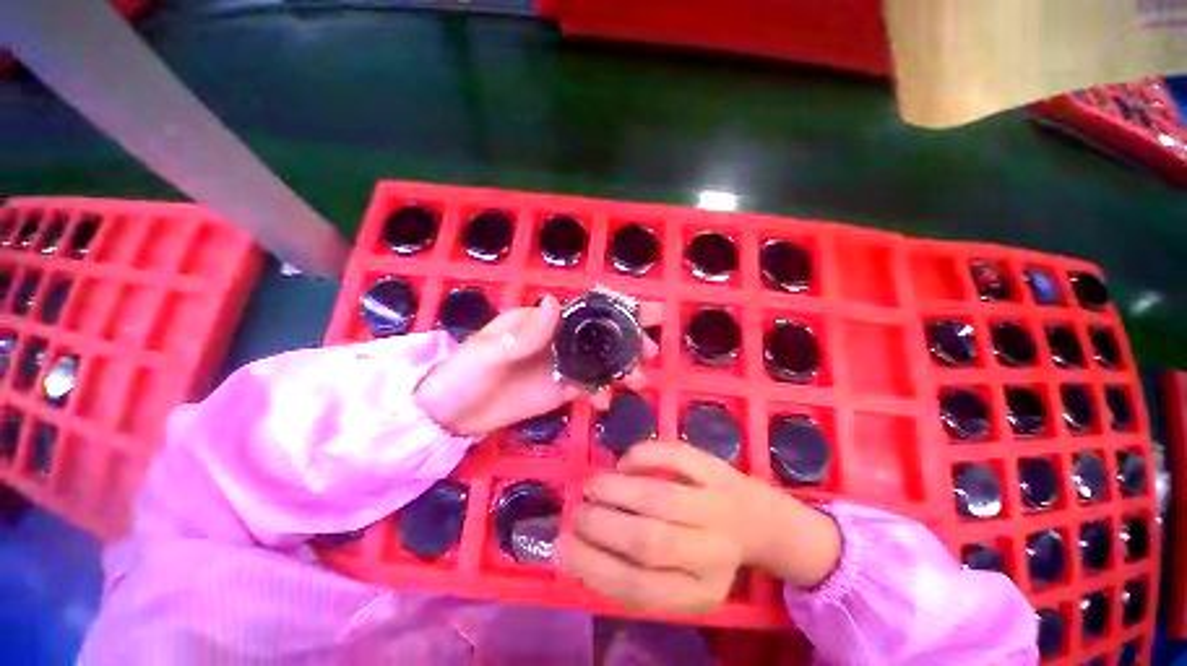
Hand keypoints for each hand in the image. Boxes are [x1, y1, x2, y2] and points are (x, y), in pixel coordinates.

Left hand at [415, 295, 659, 435]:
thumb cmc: (463, 373)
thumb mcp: (487, 351)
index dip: (613, 307)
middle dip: (627, 337)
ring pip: (599, 360)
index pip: (582, 308)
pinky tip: (606, 402)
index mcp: (540, 320)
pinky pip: (587, 386)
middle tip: (651, 349)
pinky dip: (602, 391)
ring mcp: (560, 365)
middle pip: (598, 333)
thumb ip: (523, 333)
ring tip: (639, 379)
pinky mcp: (560, 390)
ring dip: (622, 366)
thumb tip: (553, 303)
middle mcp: (556, 339)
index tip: (643, 311)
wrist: (449, 415)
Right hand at [559, 443, 841, 613]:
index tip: (564, 547)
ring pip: (658, 497)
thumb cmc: (707, 552)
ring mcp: (716, 504)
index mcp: (699, 591)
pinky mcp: (715, 467)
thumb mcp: (678, 581)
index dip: (593, 566)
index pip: (638, 588)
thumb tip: (576, 548)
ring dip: (614, 490)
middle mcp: (711, 551)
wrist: (759, 519)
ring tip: (592, 486)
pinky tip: (624, 464)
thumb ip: (633, 572)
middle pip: (647, 542)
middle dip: (600, 524)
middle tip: (578, 512)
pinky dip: (641, 456)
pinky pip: (674, 455)